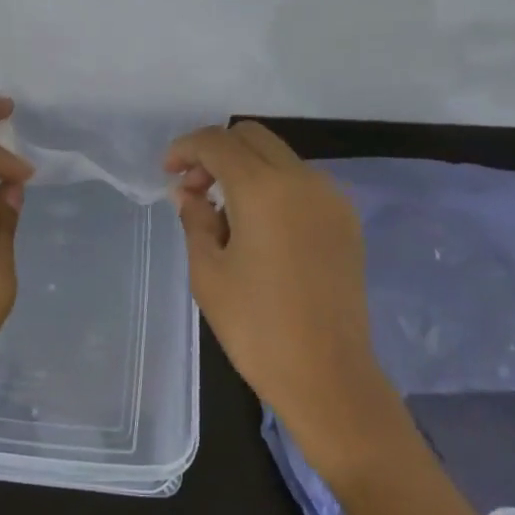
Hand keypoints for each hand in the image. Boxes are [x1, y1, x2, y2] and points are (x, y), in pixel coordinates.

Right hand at [164, 121, 410, 476]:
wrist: (329, 376)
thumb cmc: (257, 327)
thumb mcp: (208, 272)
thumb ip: (195, 218)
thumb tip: (188, 191)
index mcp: (265, 189)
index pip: (218, 142)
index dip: (186, 148)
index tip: (167, 171)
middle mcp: (303, 180)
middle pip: (252, 137)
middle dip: (216, 152)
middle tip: (194, 188)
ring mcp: (331, 198)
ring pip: (279, 156)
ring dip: (245, 167)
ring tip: (223, 211)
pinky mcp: (346, 220)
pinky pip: (301, 182)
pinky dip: (273, 185)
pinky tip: (258, 225)